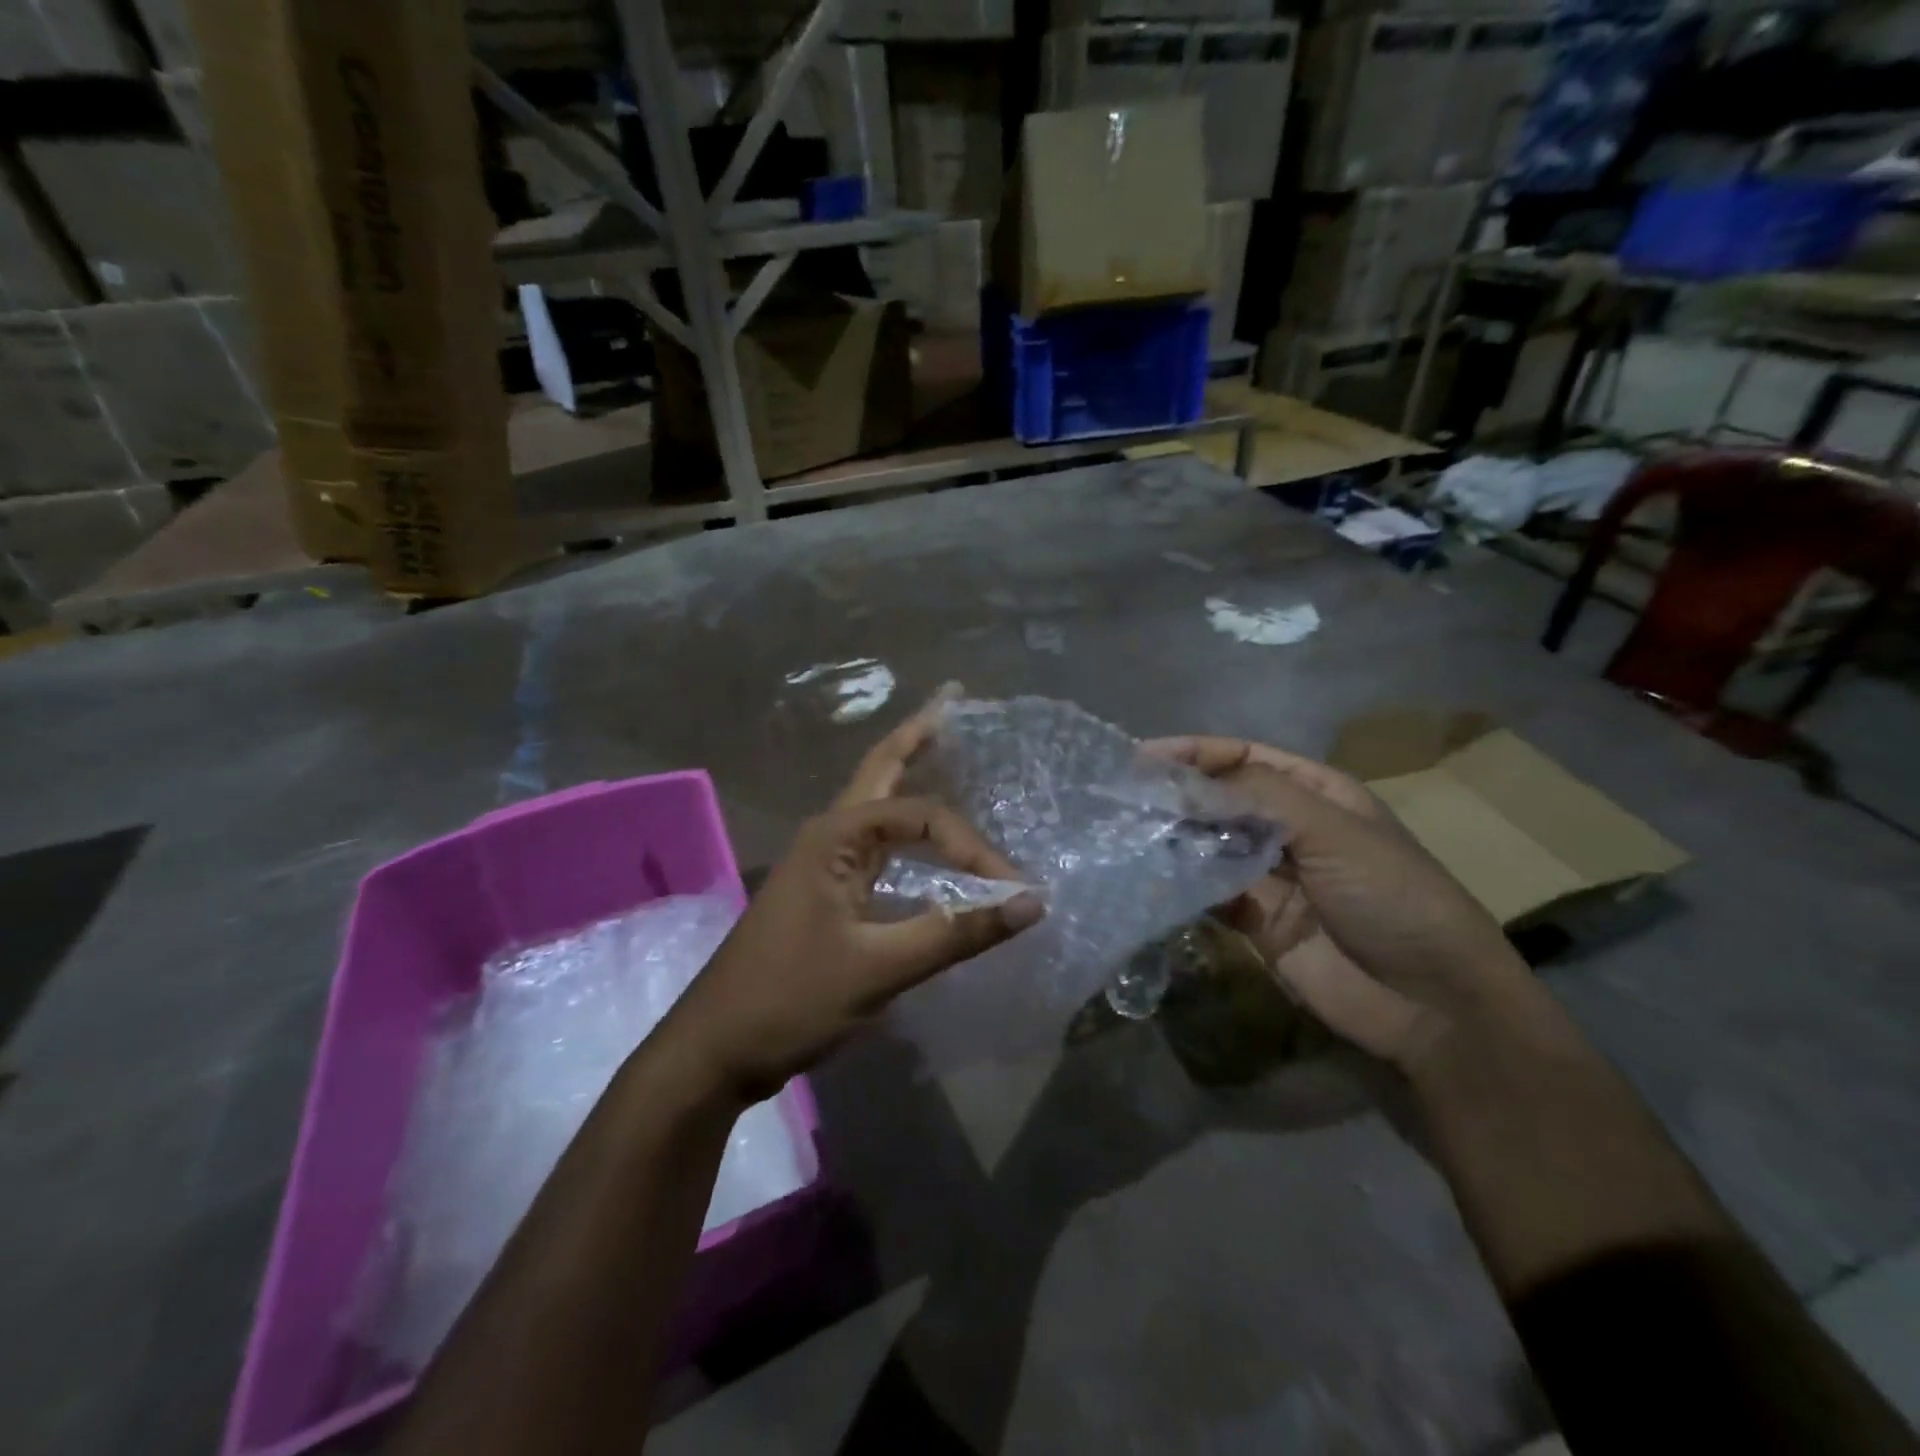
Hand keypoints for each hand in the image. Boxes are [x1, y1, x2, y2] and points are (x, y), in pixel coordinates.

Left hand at [666, 704, 1041, 1103]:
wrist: (717, 1048)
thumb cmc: (792, 999)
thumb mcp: (880, 968)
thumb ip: (956, 932)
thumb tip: (1032, 903)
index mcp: (836, 835)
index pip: (922, 815)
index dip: (972, 846)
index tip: (1009, 890)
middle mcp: (829, 833)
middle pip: (880, 769)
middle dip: (917, 735)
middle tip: (953, 700)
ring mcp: (824, 860)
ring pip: (875, 802)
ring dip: (907, 771)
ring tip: (939, 742)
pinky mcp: (826, 890)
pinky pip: (875, 842)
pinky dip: (904, 825)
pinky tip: (920, 833)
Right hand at [1145, 736, 1534, 1071]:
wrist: (1432, 1003)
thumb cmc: (1394, 896)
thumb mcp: (1335, 831)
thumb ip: (1260, 797)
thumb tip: (1184, 782)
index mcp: (1314, 793)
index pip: (1243, 757)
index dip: (1194, 753)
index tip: (1141, 759)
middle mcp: (1286, 827)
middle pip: (1219, 799)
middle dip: (1175, 795)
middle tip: (1122, 799)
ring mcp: (1268, 875)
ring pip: (1207, 844)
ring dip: (1171, 838)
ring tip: (1125, 834)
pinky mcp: (1253, 920)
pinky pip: (1207, 892)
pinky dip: (1179, 884)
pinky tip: (1150, 879)